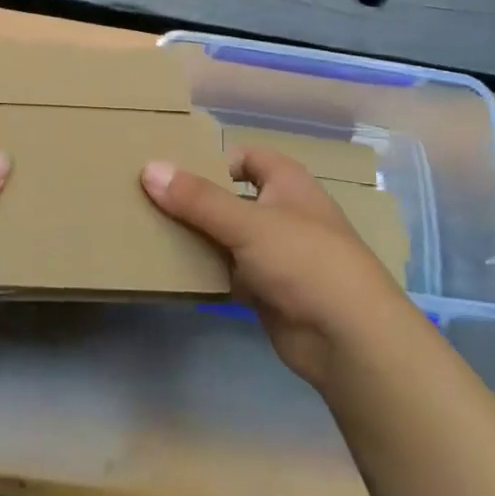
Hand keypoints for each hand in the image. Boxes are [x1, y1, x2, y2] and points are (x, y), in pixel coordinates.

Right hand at [141, 147, 409, 389]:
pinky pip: (227, 271)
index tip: (169, 168)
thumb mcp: (247, 222)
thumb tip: (148, 168)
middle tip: (146, 198)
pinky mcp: (267, 290)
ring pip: (225, 236)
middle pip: (230, 197)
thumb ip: (197, 198)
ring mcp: (275, 253)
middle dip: (194, 199)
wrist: (348, 338)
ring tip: (148, 231)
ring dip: (196, 236)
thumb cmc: (304, 260)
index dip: (212, 159)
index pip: (245, 157)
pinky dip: (205, 270)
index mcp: (287, 183)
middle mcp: (282, 212)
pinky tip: (171, 270)